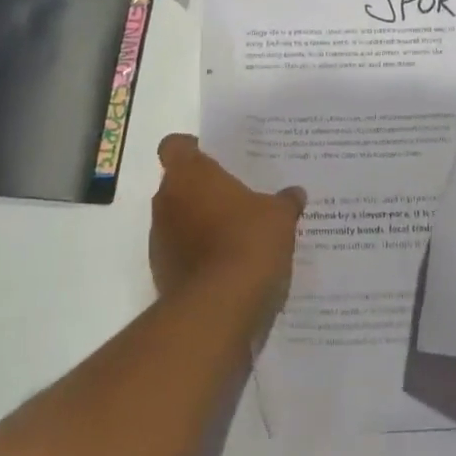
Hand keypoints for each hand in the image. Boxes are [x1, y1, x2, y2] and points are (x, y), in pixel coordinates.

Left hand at [149, 134, 303, 314]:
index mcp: (189, 174)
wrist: (219, 309)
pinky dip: (197, 255)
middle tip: (235, 196)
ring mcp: (159, 240)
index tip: (213, 157)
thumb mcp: (279, 216)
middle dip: (202, 189)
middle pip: (177, 184)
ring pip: (178, 220)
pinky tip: (228, 266)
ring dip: (199, 224)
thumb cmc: (247, 242)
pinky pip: (180, 253)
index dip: (191, 148)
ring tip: (235, 234)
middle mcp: (166, 201)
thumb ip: (285, 201)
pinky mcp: (161, 274)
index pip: (175, 146)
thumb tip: (295, 193)